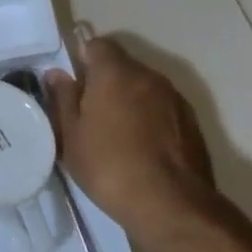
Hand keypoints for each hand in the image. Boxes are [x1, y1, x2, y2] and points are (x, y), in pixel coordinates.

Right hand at [43, 35, 216, 233]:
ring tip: (115, 135)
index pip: (97, 44)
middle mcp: (149, 76)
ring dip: (129, 101)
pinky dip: (149, 120)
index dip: (82, 60)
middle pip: (122, 66)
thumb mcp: (70, 135)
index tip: (73, 87)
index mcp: (116, 72)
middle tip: (88, 114)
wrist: (172, 206)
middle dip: (105, 82)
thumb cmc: (109, 165)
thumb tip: (57, 74)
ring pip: (143, 88)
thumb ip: (63, 99)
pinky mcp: (193, 124)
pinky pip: (162, 109)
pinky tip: (141, 149)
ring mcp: (175, 99)